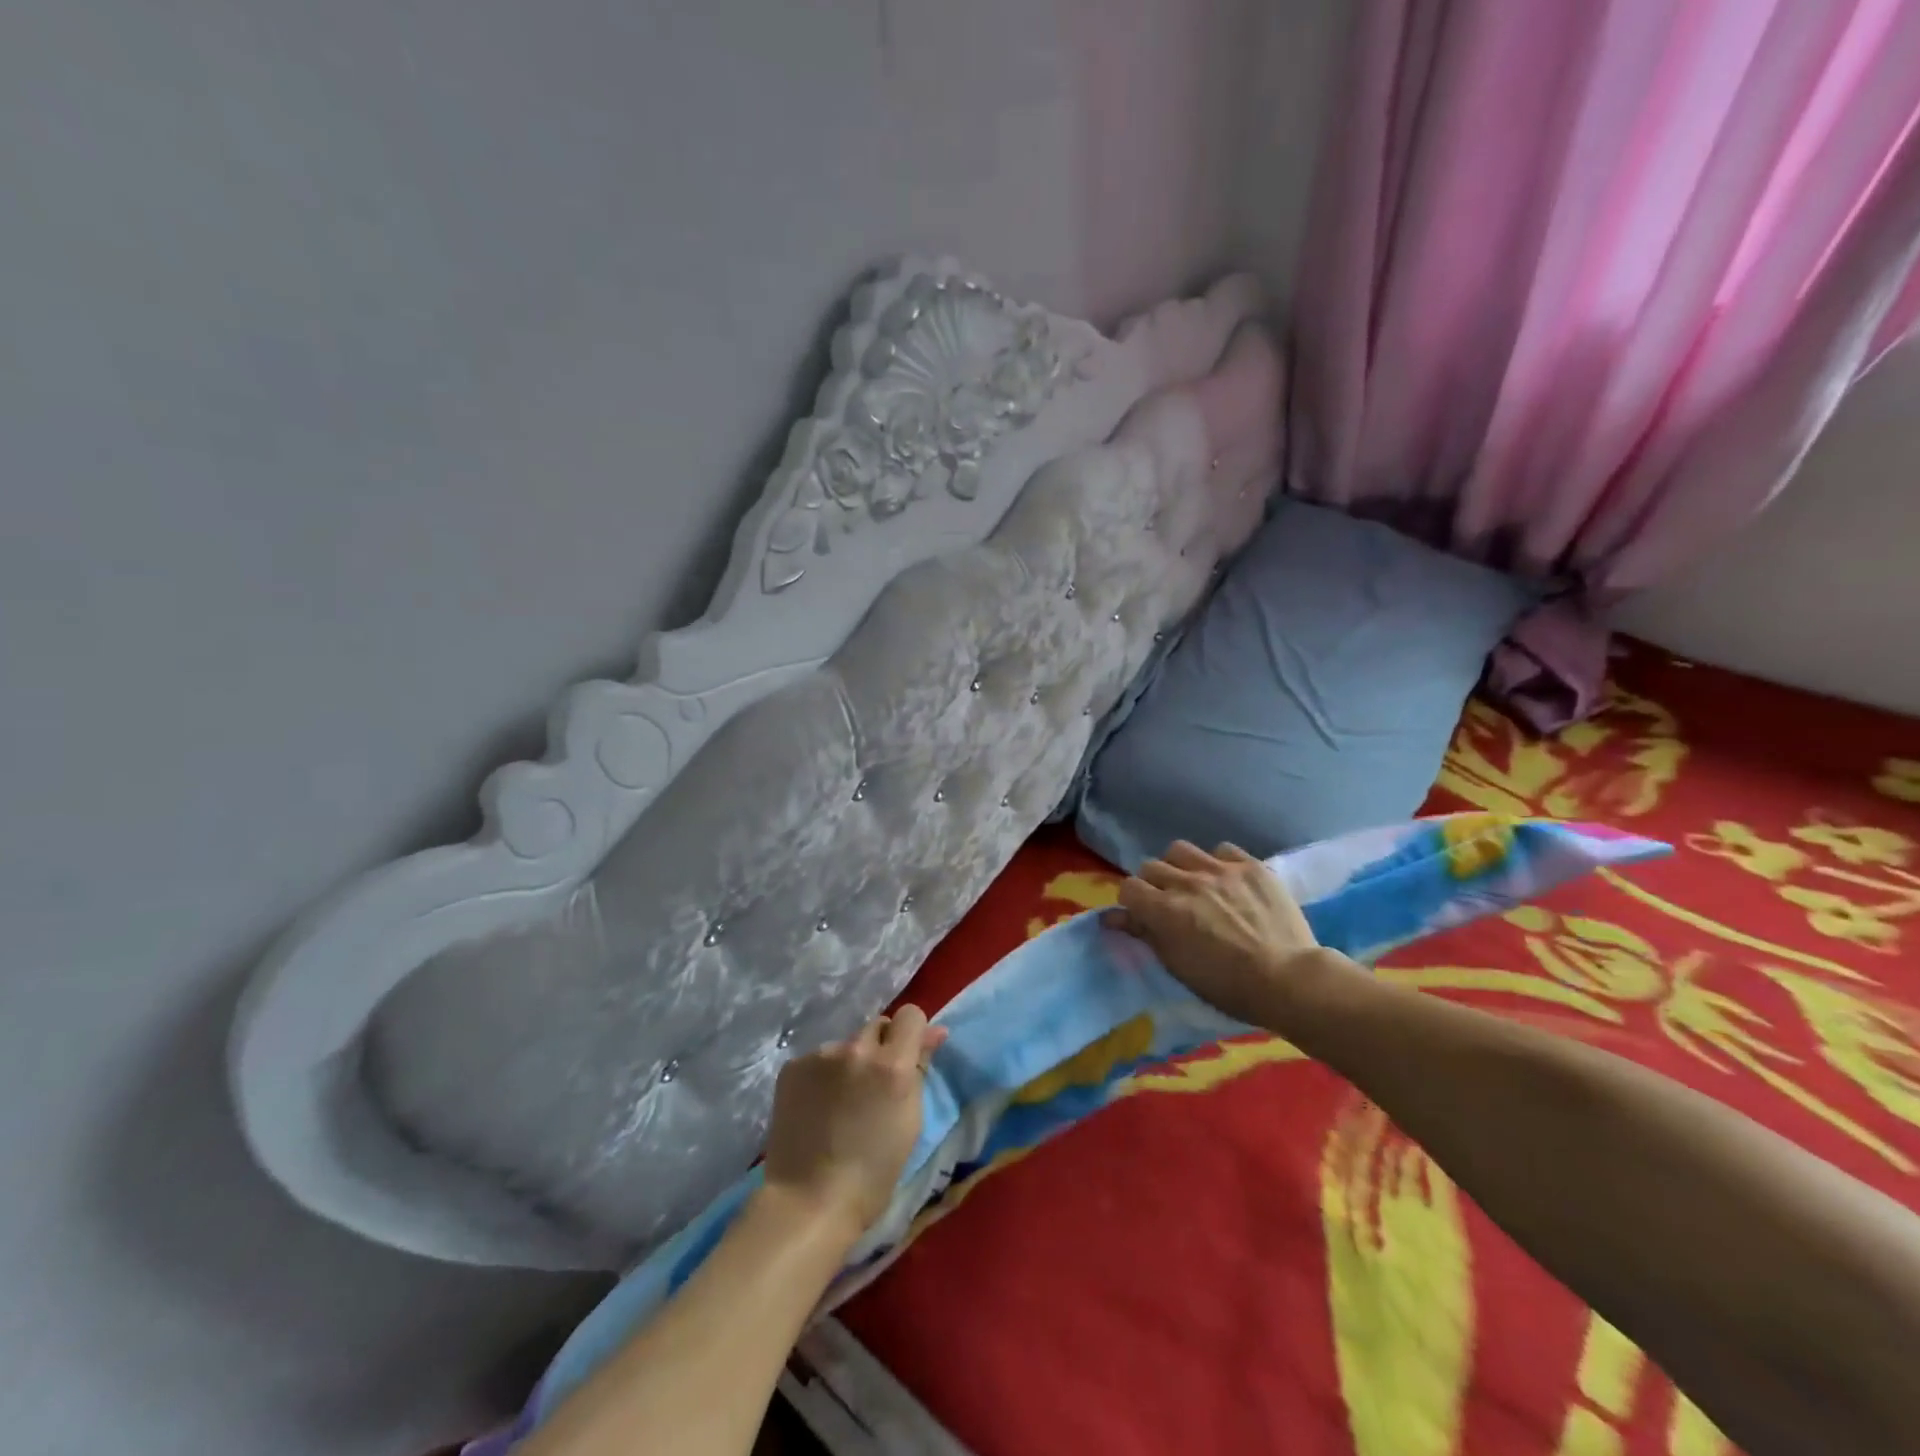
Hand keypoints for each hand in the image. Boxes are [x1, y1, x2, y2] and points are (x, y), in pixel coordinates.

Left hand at [761, 1007, 948, 1239]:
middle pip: (877, 1026)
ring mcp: (821, 1055)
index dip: (912, 1034)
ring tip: (841, 1104)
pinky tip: (817, 1108)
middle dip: (881, 1048)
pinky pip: (818, 1060)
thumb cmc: (872, 1175)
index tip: (909, 1057)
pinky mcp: (793, 1066)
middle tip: (874, 1087)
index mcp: (892, 1065)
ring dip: (850, 1063)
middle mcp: (857, 1049)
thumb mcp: (910, 1123)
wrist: (807, 1202)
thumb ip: (920, 1070)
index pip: (910, 1015)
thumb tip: (934, 1033)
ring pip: (846, 1045)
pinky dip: (823, 1077)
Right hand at [1113, 840, 1340, 1027]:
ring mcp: (1220, 870)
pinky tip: (1227, 880)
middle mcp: (1187, 882)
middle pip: (1151, 866)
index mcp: (1165, 910)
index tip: (1142, 914)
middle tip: (1168, 902)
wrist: (1289, 980)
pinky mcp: (1251, 866)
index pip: (1128, 888)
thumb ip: (1145, 934)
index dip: (1132, 901)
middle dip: (1153, 884)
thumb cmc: (1228, 986)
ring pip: (1181, 850)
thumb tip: (1113, 917)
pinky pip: (1222, 850)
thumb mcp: (1178, 966)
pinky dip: (1218, 862)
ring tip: (1194, 883)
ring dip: (1180, 866)